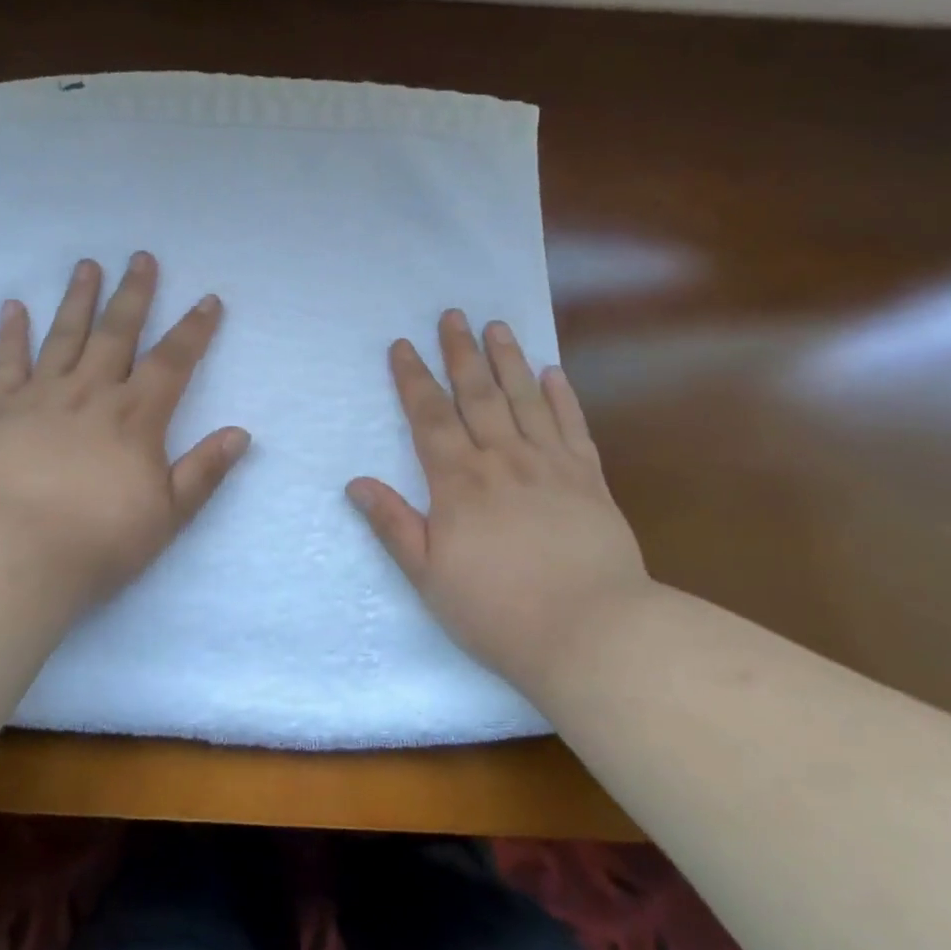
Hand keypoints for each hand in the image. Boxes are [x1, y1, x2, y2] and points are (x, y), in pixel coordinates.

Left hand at [0, 252, 249, 611]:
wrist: (15, 555)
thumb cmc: (98, 540)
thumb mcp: (168, 514)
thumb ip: (204, 470)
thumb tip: (241, 433)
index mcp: (135, 416)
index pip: (173, 360)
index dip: (194, 329)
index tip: (208, 300)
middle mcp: (92, 392)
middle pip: (118, 332)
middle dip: (134, 293)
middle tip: (141, 257)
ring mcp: (44, 396)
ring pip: (65, 335)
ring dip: (78, 298)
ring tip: (87, 265)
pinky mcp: (3, 410)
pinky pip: (8, 363)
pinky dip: (11, 333)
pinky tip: (13, 306)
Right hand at [347, 311, 652, 698]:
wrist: (594, 634)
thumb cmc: (499, 611)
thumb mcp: (429, 577)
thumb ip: (393, 525)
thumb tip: (356, 482)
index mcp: (459, 482)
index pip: (429, 416)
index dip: (413, 378)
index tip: (402, 345)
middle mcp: (503, 459)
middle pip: (477, 394)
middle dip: (460, 352)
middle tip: (452, 315)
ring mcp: (550, 465)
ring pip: (524, 399)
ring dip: (508, 359)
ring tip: (496, 326)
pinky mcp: (590, 480)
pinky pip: (572, 426)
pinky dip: (562, 396)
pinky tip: (553, 372)